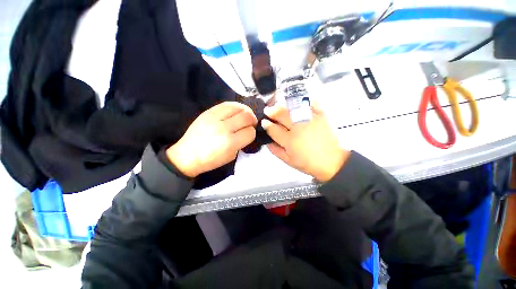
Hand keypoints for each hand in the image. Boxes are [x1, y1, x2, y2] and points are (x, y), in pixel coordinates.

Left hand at [166, 102, 256, 177]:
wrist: (187, 155)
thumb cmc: (211, 160)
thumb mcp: (231, 156)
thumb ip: (242, 143)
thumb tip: (248, 132)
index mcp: (229, 143)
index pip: (250, 132)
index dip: (252, 133)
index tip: (249, 135)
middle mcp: (223, 128)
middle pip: (246, 117)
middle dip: (252, 120)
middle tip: (251, 124)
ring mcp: (214, 117)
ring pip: (238, 107)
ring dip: (246, 111)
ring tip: (245, 116)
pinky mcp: (208, 112)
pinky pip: (227, 104)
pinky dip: (236, 107)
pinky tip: (236, 111)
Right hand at [262, 104, 349, 181]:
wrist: (332, 162)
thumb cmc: (308, 163)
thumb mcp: (289, 161)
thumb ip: (276, 151)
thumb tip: (267, 142)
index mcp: (290, 140)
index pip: (274, 129)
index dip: (267, 125)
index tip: (263, 122)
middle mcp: (298, 128)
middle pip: (282, 116)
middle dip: (272, 112)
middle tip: (267, 110)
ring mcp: (310, 120)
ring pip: (293, 109)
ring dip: (283, 106)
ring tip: (278, 106)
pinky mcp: (321, 117)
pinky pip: (311, 104)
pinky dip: (304, 101)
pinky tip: (298, 101)